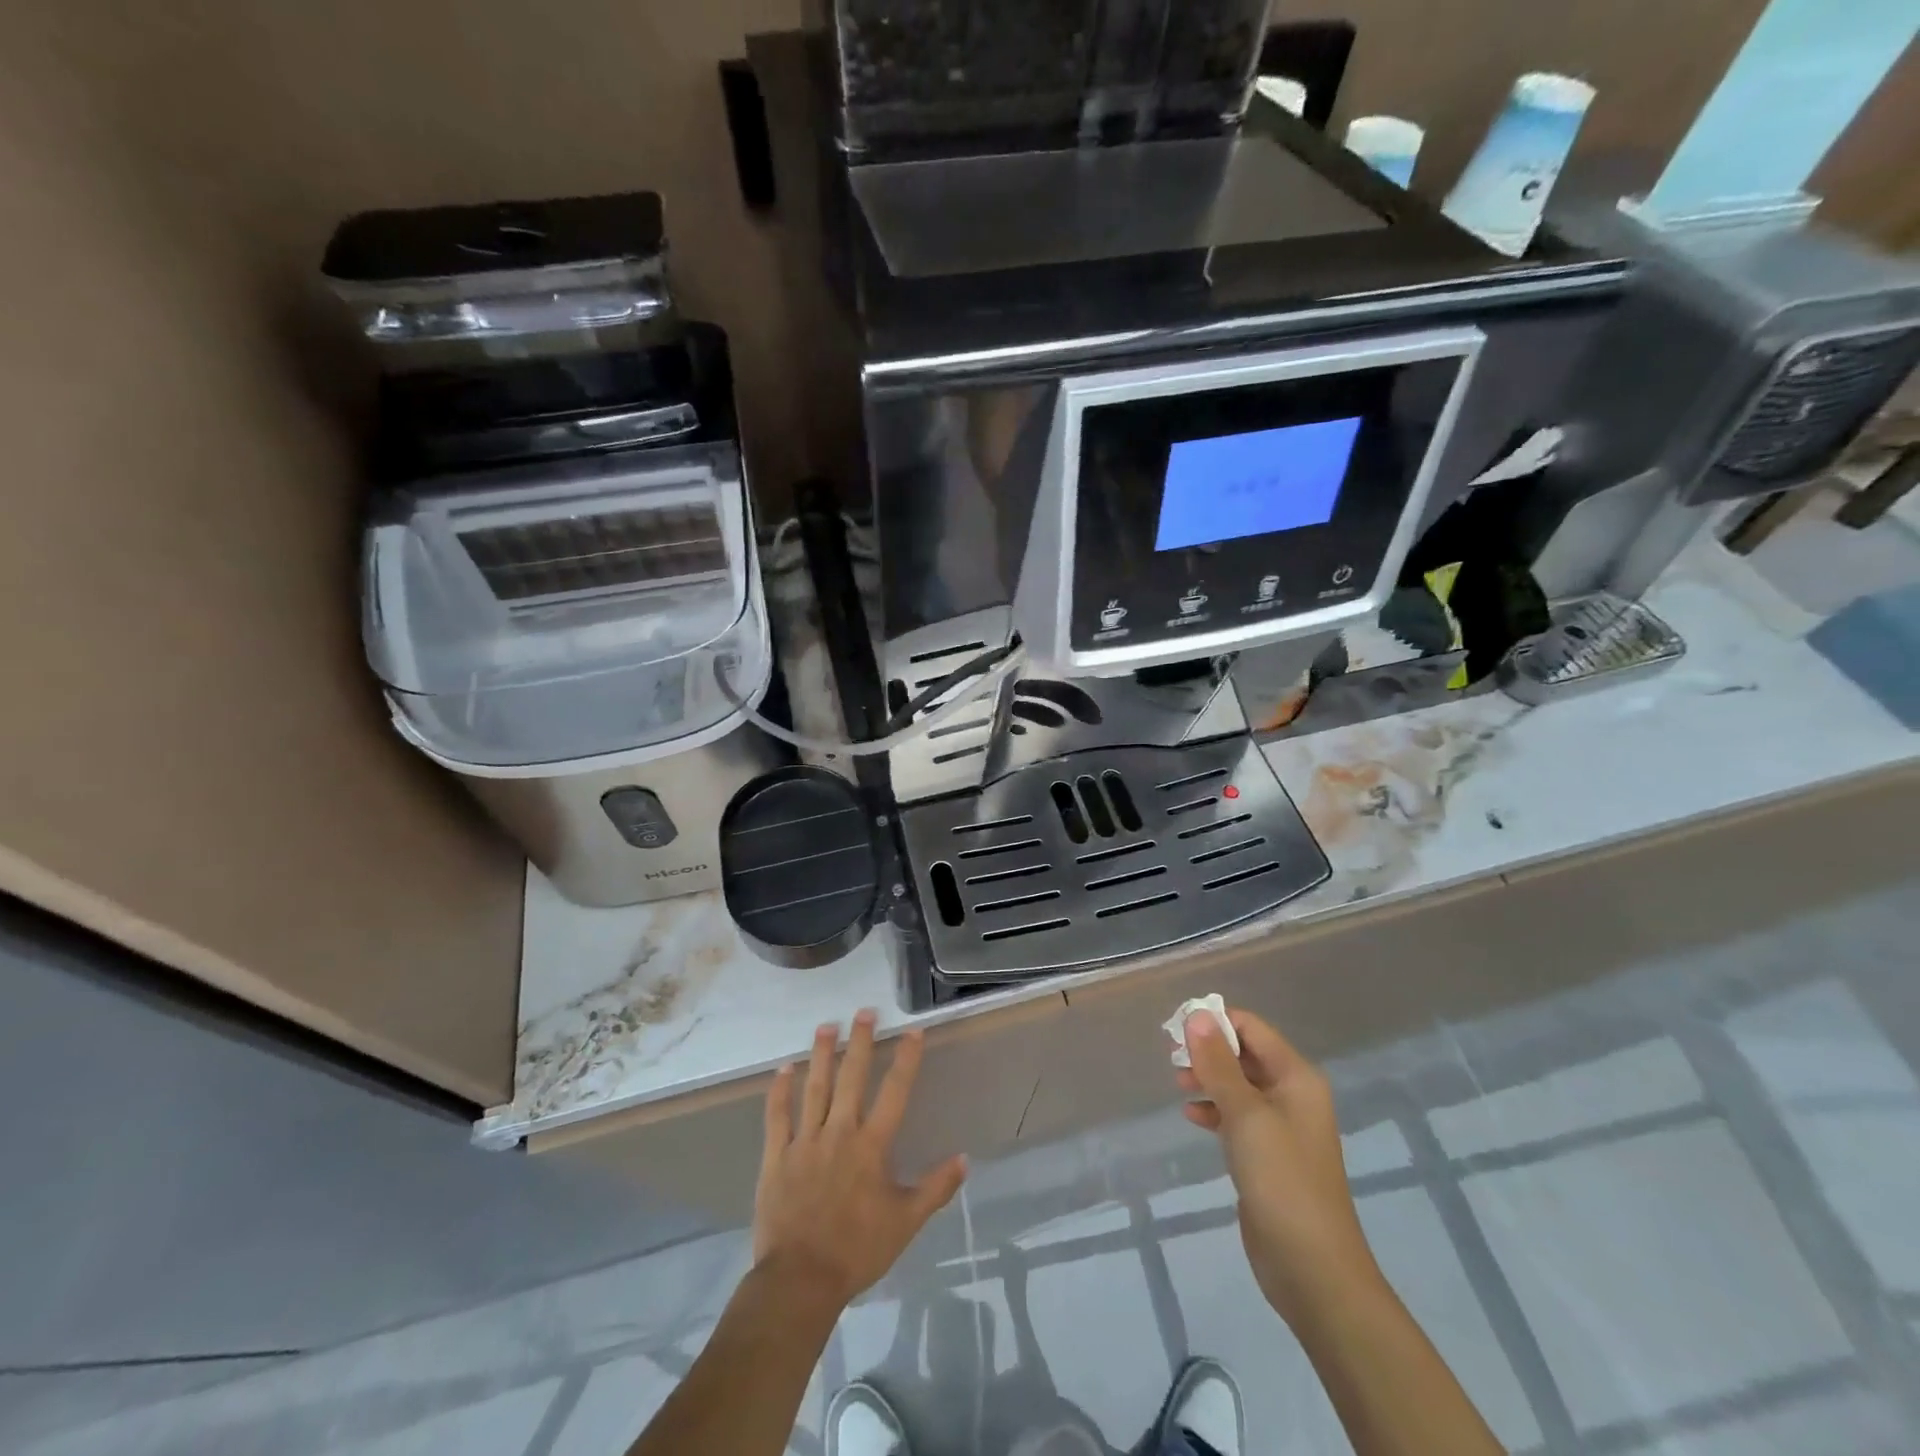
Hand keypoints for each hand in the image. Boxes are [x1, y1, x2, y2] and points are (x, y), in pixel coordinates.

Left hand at [753, 1011, 967, 1308]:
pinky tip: (784, 1069)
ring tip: (826, 1026)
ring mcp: (805, 1141)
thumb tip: (965, 1159)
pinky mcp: (777, 1156)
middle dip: (860, 1042)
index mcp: (872, 1146)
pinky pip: (778, 1116)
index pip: (895, 1092)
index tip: (913, 1031)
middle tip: (864, 1011)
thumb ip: (935, 1188)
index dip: (906, 1060)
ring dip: (821, 1054)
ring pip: (815, 1088)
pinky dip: (780, 1091)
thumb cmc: (857, 1250)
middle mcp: (840, 1133)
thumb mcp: (906, 1222)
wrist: (800, 1280)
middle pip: (852, 1078)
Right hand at [1177, 1008, 1380, 1327]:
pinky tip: (1191, 1116)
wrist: (1313, 1268)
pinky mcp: (1268, 1156)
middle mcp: (1292, 1095)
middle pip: (1245, 1054)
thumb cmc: (1282, 1179)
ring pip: (1238, 1085)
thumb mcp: (1245, 1114)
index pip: (1252, 1028)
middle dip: (1208, 1051)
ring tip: (1178, 1084)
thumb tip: (1197, 1015)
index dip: (1215, 1022)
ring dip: (1208, 1079)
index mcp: (1297, 1077)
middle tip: (1172, 1058)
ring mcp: (1281, 1127)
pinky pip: (1237, 1117)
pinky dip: (1214, 1110)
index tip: (1176, 1030)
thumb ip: (1218, 1063)